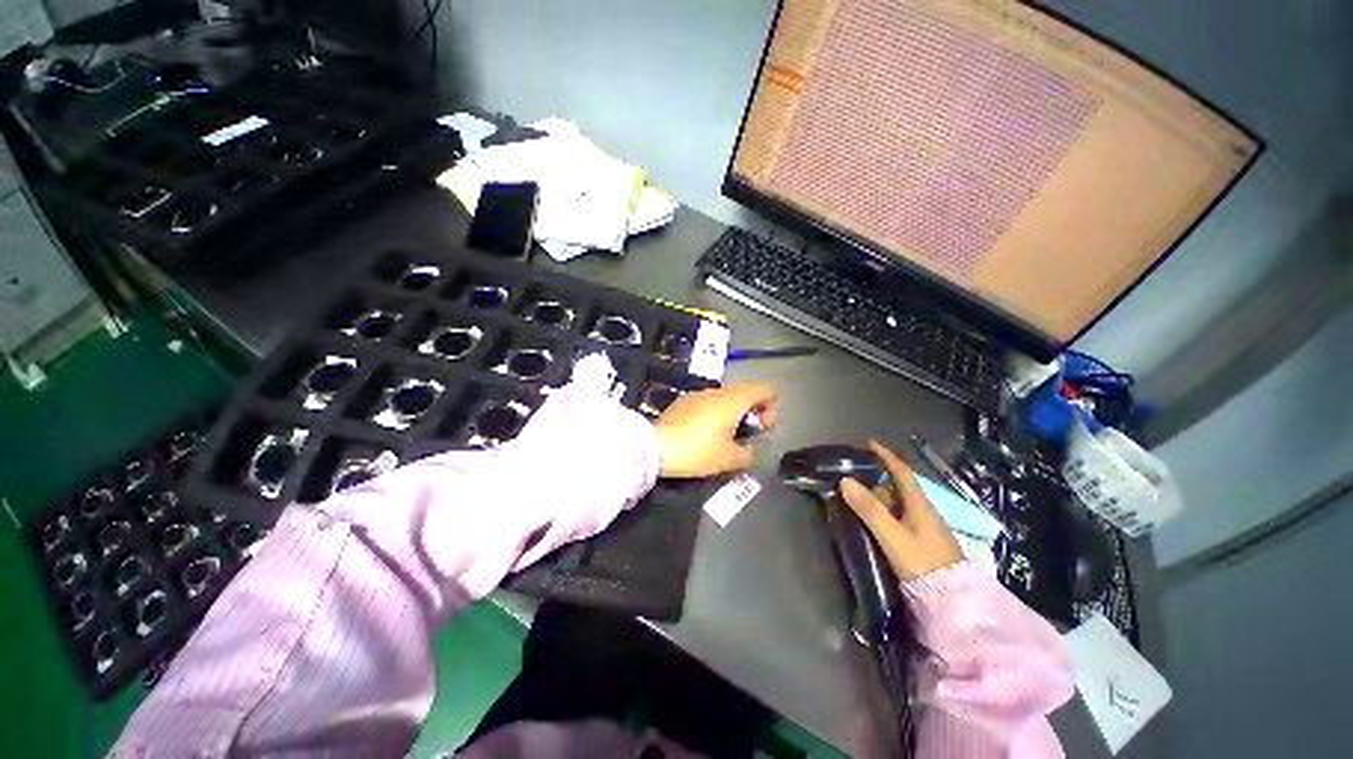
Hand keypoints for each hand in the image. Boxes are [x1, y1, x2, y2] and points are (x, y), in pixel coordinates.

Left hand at [654, 382, 778, 477]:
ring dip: (734, 413)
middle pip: (746, 391)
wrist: (655, 447)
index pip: (764, 389)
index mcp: (733, 400)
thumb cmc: (696, 451)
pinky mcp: (683, 402)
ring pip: (726, 397)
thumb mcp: (728, 459)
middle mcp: (717, 392)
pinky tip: (704, 435)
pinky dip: (716, 414)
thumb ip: (748, 454)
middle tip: (747, 435)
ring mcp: (698, 394)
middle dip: (753, 411)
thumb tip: (750, 450)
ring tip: (725, 438)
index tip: (762, 429)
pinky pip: (708, 402)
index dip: (772, 407)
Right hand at [839, 440, 962, 579]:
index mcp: (920, 505)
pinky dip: (883, 513)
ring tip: (854, 495)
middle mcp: (923, 512)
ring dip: (878, 496)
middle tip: (852, 473)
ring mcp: (924, 529)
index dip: (885, 456)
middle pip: (898, 487)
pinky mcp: (921, 543)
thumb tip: (845, 480)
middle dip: (876, 477)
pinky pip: (898, 518)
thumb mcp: (893, 536)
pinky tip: (871, 520)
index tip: (868, 444)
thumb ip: (870, 509)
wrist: (953, 603)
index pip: (902, 472)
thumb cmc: (923, 564)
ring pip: (897, 504)